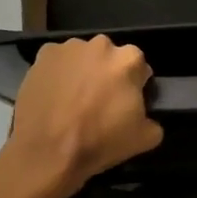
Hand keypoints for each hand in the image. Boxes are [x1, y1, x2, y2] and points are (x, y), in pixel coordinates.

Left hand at [2, 36, 163, 197]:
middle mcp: (100, 45)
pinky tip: (53, 96)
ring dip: (82, 72)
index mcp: (129, 60)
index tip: (124, 103)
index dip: (134, 86)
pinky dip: (57, 74)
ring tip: (72, 100)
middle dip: (106, 74)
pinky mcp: (43, 55)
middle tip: (98, 101)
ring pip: (82, 58)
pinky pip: (57, 62)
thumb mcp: (145, 139)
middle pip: (109, 58)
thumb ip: (153, 120)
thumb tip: (146, 116)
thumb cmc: (99, 142)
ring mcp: (69, 47)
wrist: (47, 152)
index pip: (139, 68)